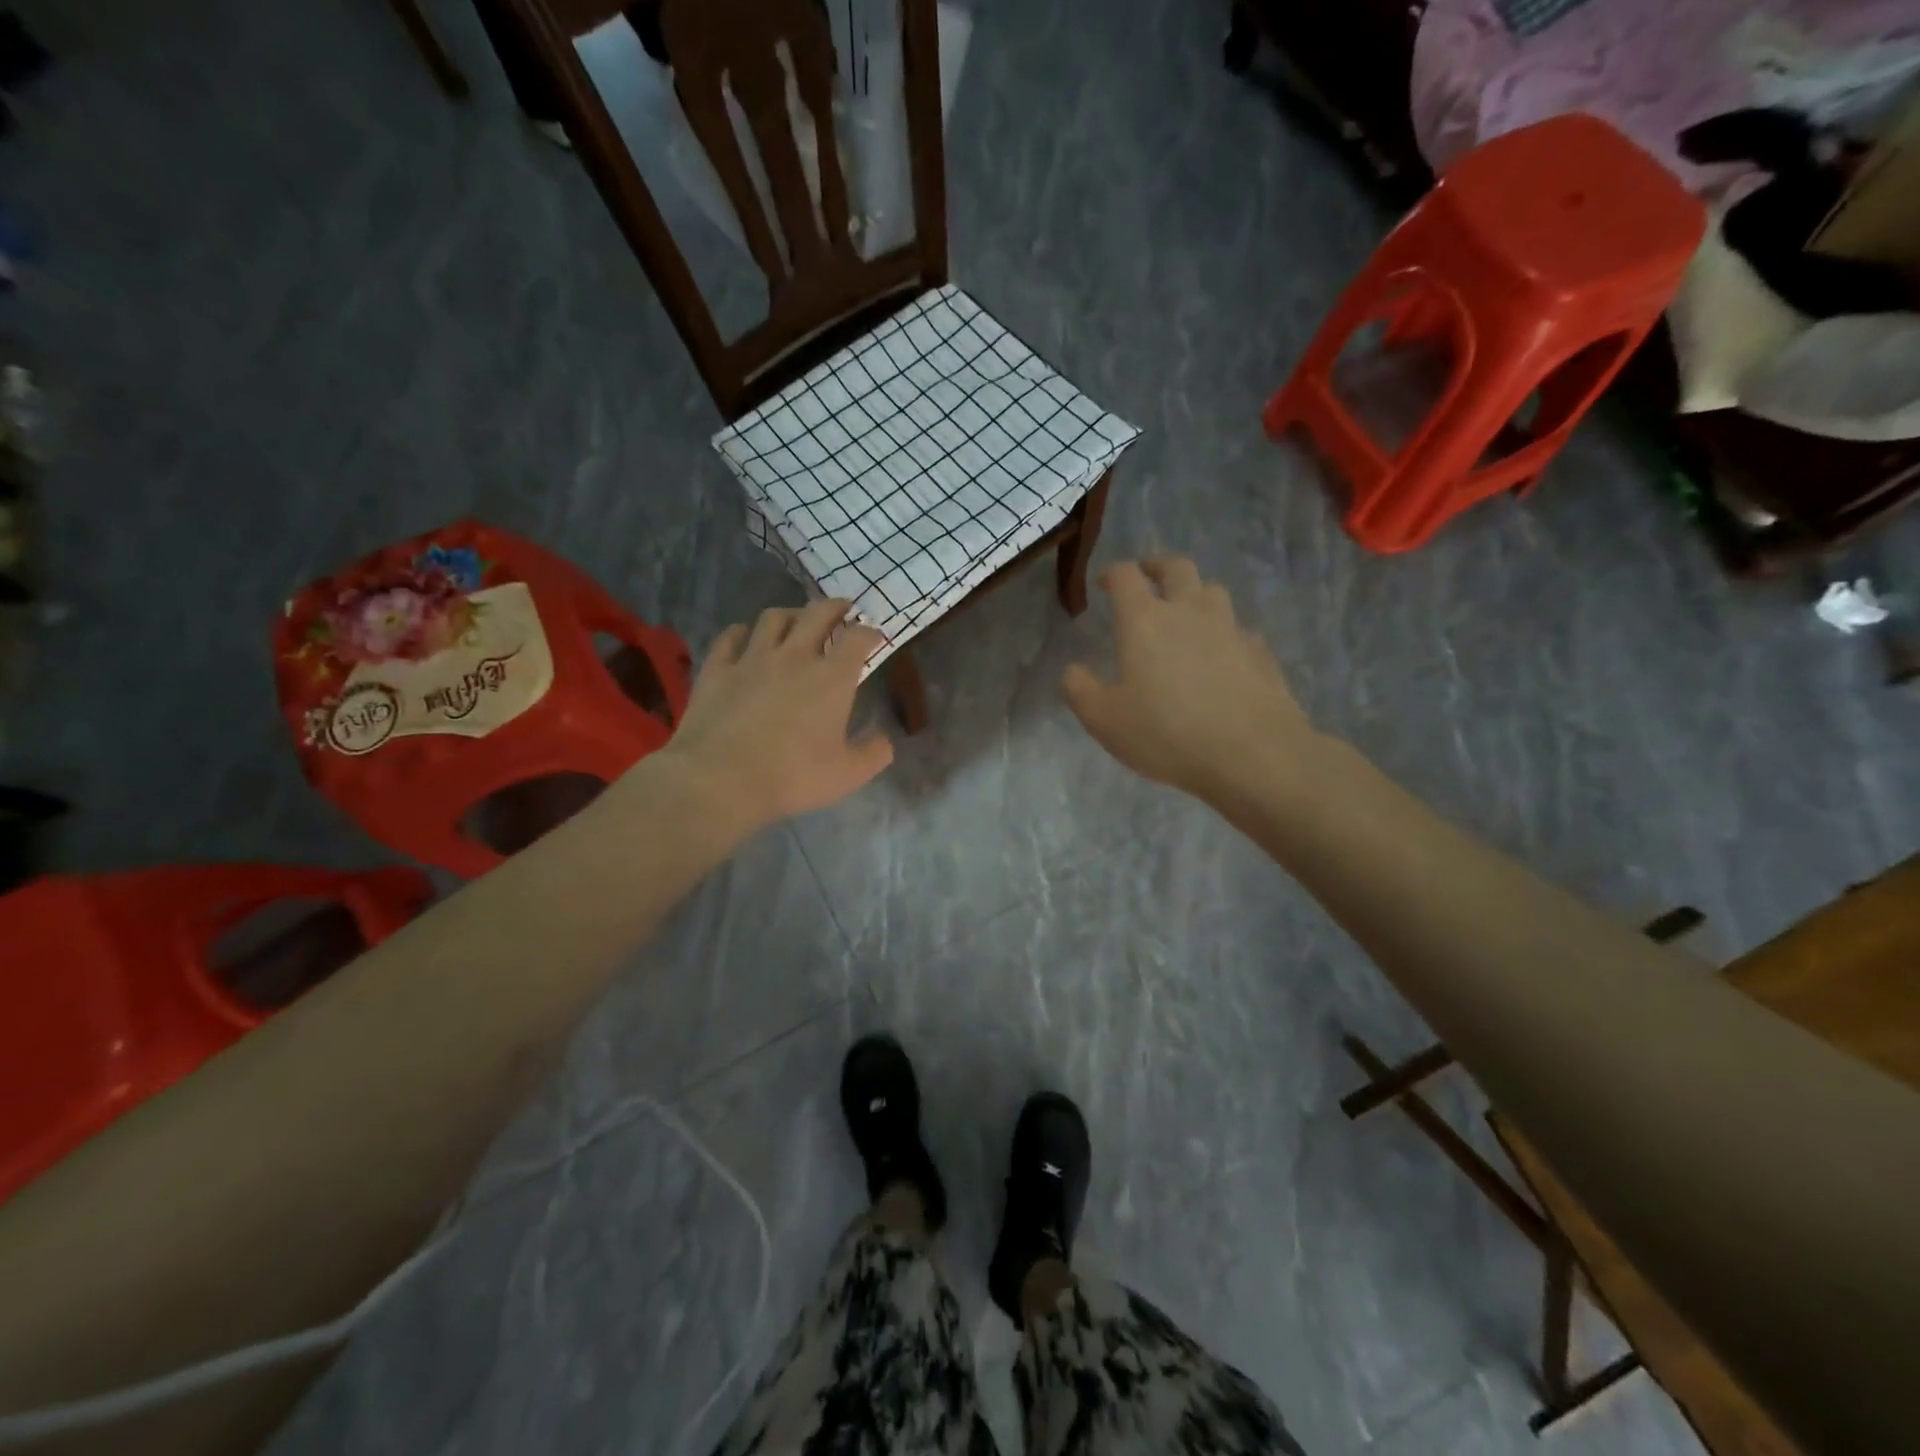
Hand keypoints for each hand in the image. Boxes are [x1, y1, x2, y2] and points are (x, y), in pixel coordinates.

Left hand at [652, 599, 892, 837]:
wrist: (720, 780)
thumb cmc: (792, 777)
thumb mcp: (848, 775)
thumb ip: (874, 753)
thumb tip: (884, 739)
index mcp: (832, 678)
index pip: (858, 638)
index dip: (870, 632)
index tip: (875, 637)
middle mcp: (794, 656)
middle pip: (818, 614)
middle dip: (836, 607)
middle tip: (843, 609)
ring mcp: (752, 659)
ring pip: (773, 618)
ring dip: (791, 614)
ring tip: (797, 620)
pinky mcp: (717, 669)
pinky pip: (730, 637)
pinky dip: (743, 632)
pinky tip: (745, 637)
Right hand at [1061, 557, 1315, 803]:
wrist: (1252, 754)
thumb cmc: (1166, 734)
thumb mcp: (1104, 720)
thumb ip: (1079, 689)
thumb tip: (1072, 670)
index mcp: (1144, 621)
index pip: (1126, 576)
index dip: (1112, 573)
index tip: (1104, 583)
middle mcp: (1189, 612)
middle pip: (1176, 567)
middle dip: (1157, 566)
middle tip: (1147, 576)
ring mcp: (1230, 629)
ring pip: (1213, 591)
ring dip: (1195, 593)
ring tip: (1185, 612)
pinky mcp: (1260, 652)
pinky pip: (1238, 628)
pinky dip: (1224, 631)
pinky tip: (1221, 655)